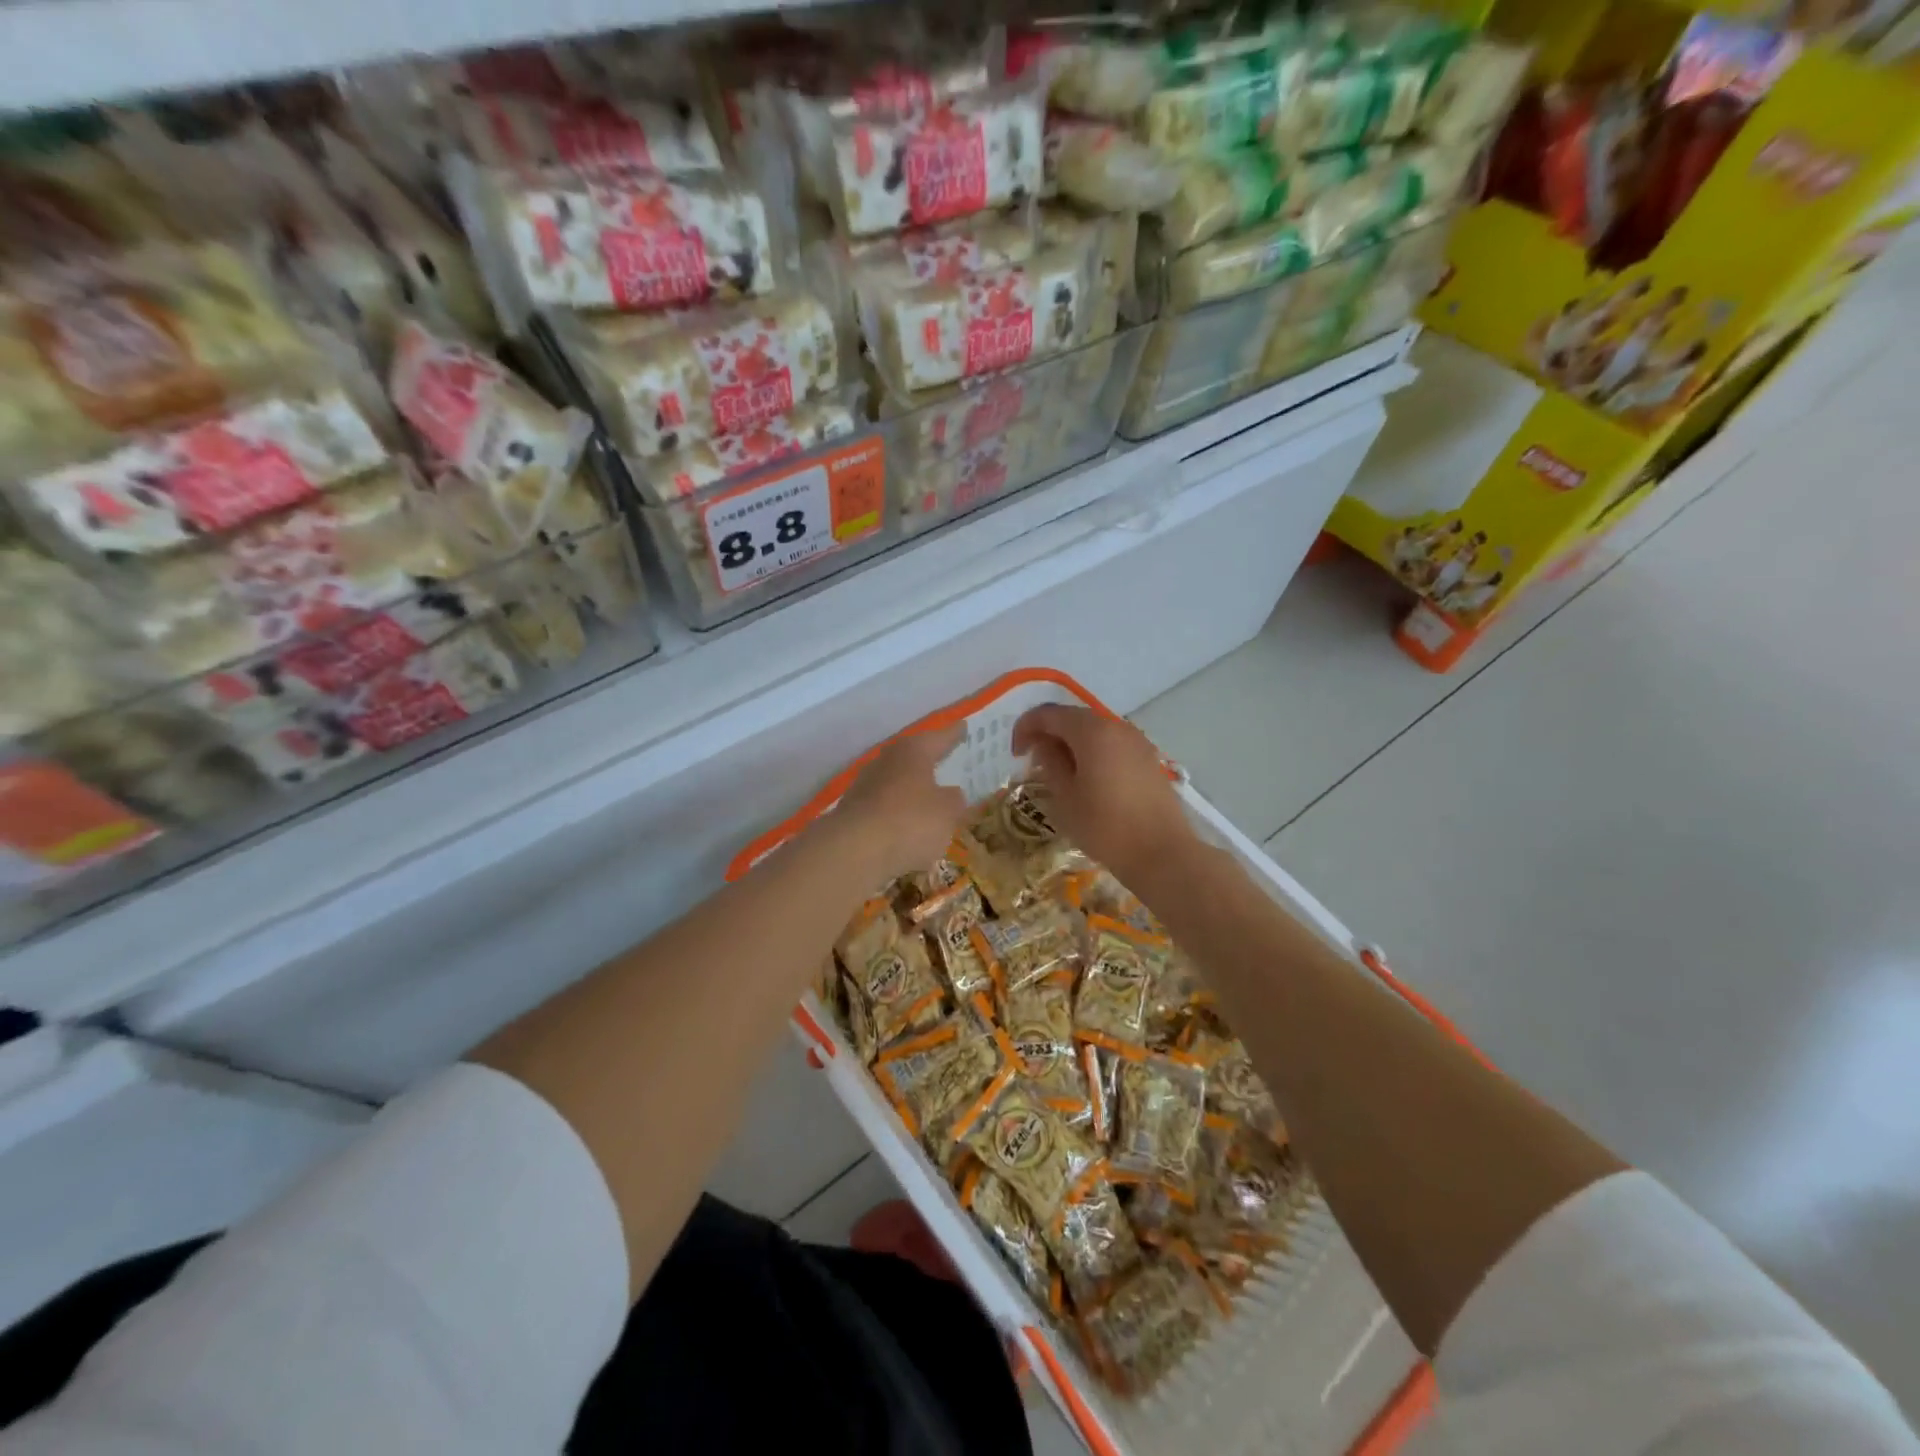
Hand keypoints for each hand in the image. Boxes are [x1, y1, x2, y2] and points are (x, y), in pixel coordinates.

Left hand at [831, 724, 967, 882]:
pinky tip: (906, 828)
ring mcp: (864, 786)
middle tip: (944, 760)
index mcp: (913, 752)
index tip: (963, 726)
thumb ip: (954, 800)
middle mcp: (886, 761)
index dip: (954, 734)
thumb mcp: (947, 812)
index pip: (940, 738)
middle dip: (927, 761)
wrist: (853, 851)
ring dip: (910, 790)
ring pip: (895, 782)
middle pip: (912, 757)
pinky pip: (883, 808)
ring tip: (927, 799)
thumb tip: (950, 794)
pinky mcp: (852, 812)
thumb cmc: (910, 821)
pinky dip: (895, 814)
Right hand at [1012, 705, 1193, 885]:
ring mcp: (1137, 742)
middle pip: (1074, 718)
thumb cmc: (1105, 827)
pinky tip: (1087, 779)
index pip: (1049, 714)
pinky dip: (1093, 753)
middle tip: (1033, 760)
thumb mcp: (1065, 798)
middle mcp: (1116, 727)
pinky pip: (1113, 745)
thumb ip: (1050, 764)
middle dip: (1049, 734)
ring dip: (1072, 744)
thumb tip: (1044, 746)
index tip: (1016, 753)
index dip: (1026, 728)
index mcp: (1092, 731)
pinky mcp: (1149, 760)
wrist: (1162, 854)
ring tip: (1059, 772)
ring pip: (1095, 732)